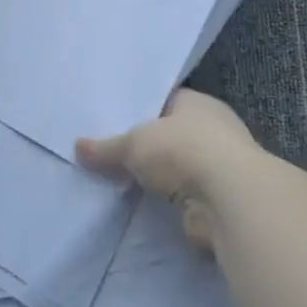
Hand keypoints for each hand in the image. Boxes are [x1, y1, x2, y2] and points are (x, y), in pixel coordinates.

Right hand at [76, 89, 256, 247]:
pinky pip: (182, 196)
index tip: (112, 121)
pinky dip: (166, 202)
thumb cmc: (183, 150)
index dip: (139, 110)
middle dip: (145, 147)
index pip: (165, 101)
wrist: (228, 200)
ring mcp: (219, 166)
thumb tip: (77, 147)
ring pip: (176, 168)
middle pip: (170, 135)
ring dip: (156, 177)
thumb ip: (106, 147)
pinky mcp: (218, 200)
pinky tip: (140, 205)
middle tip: (108, 153)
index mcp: (198, 104)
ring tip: (119, 181)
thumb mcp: (133, 143)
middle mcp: (213, 130)